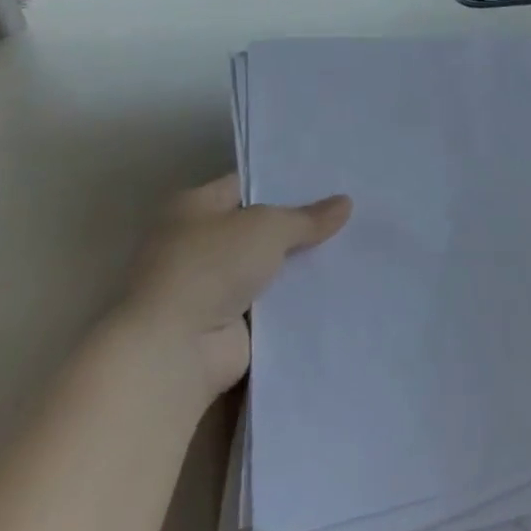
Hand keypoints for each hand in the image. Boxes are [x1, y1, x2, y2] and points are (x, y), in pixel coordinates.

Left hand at [121, 175, 351, 402]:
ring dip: (301, 264)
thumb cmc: (211, 267)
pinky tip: (337, 285)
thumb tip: (345, 203)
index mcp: (194, 208)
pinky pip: (273, 302)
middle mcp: (197, 243)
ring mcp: (212, 285)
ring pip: (269, 265)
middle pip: (260, 227)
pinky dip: (297, 298)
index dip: (287, 182)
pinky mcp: (228, 322)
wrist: (175, 350)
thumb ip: (307, 217)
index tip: (331, 180)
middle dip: (300, 224)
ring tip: (354, 246)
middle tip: (351, 212)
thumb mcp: (268, 227)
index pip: (248, 185)